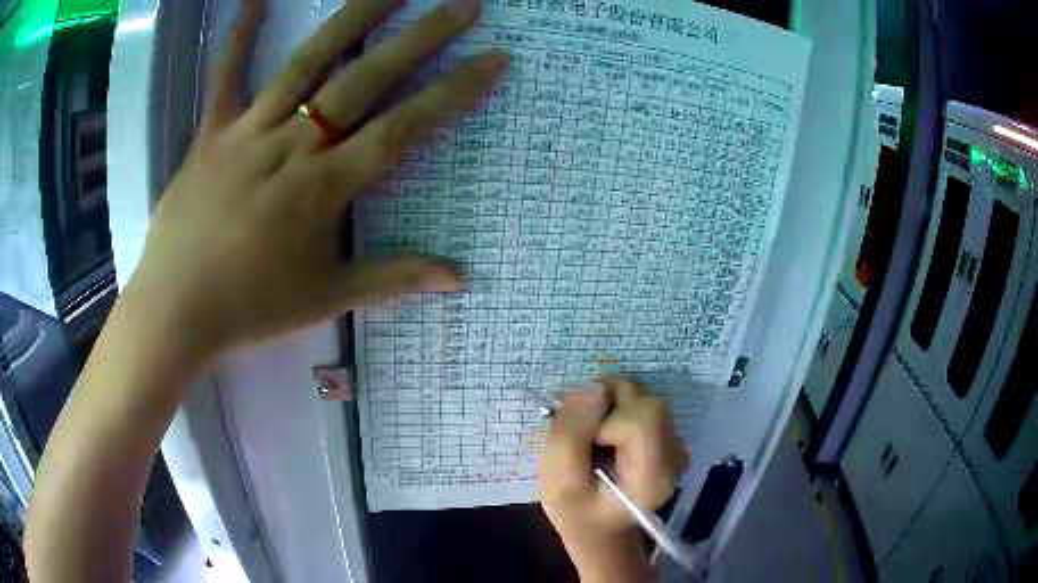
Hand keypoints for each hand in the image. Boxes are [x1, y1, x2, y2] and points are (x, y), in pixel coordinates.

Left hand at [127, 0, 506, 353]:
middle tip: (461, 4)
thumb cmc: (252, 306)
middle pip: (365, 79)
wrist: (176, 308)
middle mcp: (293, 144)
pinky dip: (239, 34)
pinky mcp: (212, 131)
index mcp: (325, 186)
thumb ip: (394, 279)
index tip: (492, 59)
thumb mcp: (328, 299)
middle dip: (420, 37)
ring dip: (353, 18)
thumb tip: (461, 279)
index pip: (404, 127)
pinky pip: (226, 75)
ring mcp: (249, 130)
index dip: (453, 92)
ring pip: (306, 62)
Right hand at [539, 377, 688, 577]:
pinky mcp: (667, 433)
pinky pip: (640, 402)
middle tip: (581, 432)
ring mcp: (675, 442)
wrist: (599, 524)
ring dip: (608, 405)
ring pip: (642, 396)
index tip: (587, 444)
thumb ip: (570, 437)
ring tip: (589, 435)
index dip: (604, 421)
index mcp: (653, 476)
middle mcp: (675, 454)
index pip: (640, 421)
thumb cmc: (578, 511)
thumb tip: (593, 388)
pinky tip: (602, 433)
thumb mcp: (559, 484)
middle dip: (606, 405)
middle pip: (645, 402)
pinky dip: (615, 408)